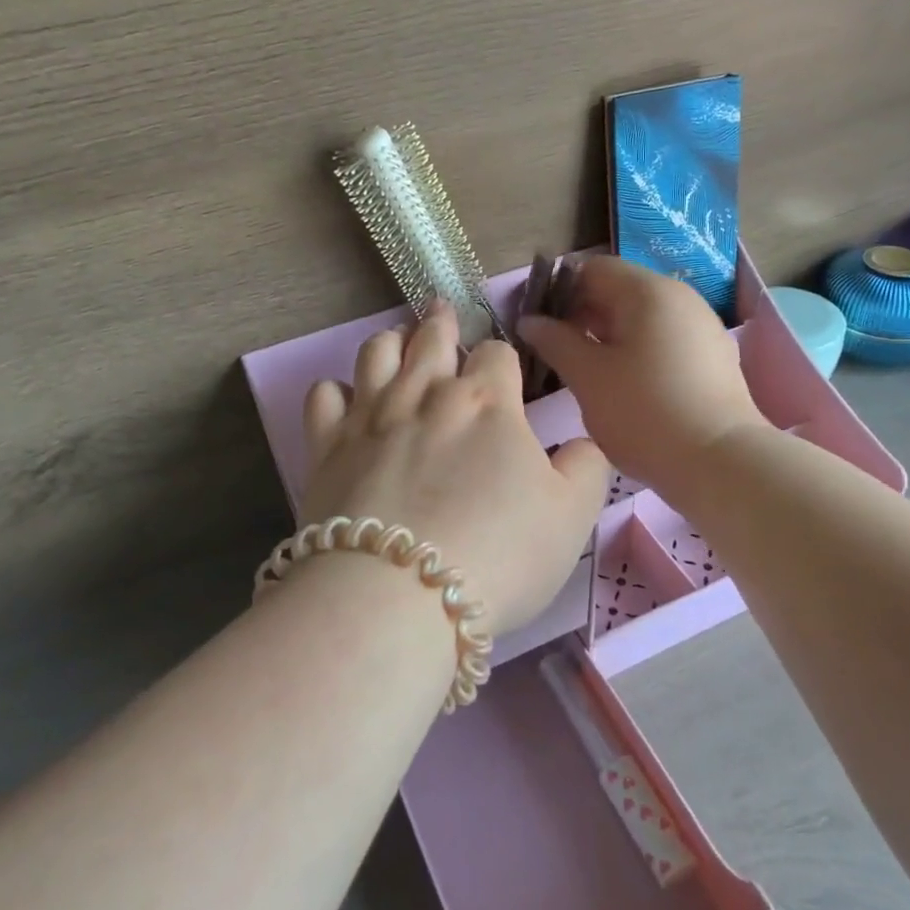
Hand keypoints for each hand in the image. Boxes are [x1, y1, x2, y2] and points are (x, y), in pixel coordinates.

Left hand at [299, 305, 610, 637]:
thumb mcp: (572, 517)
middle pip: (432, 337)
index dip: (503, 358)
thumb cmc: (499, 555)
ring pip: (376, 352)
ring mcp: (371, 416)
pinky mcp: (326, 446)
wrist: (399, 595)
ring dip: (391, 341)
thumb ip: (585, 467)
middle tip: (442, 313)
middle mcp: (426, 393)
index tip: (503, 371)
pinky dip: (334, 390)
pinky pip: (323, 396)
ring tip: (397, 341)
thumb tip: (581, 442)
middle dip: (442, 323)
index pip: (497, 354)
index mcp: (487, 403)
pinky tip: (344, 399)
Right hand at [519, 256, 763, 497]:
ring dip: (606, 336)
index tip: (536, 325)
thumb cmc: (645, 413)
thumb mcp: (587, 377)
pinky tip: (621, 385)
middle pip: (617, 290)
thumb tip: (530, 321)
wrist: (721, 463)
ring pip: (640, 318)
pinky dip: (635, 351)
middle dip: (580, 316)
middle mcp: (679, 297)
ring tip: (584, 371)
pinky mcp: (711, 356)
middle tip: (553, 351)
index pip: (591, 269)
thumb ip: (554, 341)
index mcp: (648, 291)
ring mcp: (700, 326)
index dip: (557, 291)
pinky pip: (662, 339)